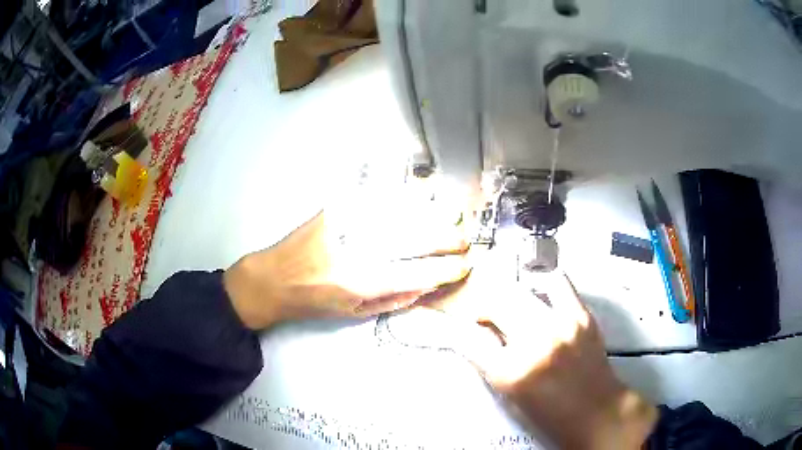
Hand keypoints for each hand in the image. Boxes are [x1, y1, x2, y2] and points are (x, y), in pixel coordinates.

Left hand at [224, 210, 469, 328]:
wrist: (273, 277)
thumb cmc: (313, 302)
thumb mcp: (354, 313)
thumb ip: (394, 299)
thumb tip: (428, 284)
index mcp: (361, 281)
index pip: (418, 273)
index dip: (447, 270)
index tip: (465, 266)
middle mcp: (357, 249)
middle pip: (415, 238)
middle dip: (447, 239)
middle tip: (464, 241)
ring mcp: (347, 221)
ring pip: (402, 212)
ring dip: (434, 214)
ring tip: (453, 217)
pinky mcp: (338, 206)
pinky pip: (380, 196)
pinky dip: (406, 196)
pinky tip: (423, 197)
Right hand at [422, 255, 656, 449]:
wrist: (596, 411)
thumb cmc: (549, 413)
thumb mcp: (509, 395)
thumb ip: (488, 361)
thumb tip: (472, 332)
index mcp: (509, 372)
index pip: (466, 336)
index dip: (452, 324)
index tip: (445, 316)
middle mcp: (534, 343)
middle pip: (493, 301)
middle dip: (481, 304)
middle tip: (483, 312)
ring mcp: (561, 324)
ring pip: (520, 287)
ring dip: (508, 294)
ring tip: (512, 304)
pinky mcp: (581, 315)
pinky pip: (556, 282)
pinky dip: (542, 284)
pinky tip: (540, 294)